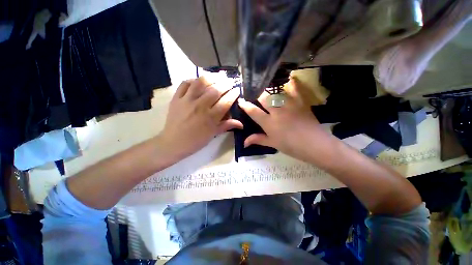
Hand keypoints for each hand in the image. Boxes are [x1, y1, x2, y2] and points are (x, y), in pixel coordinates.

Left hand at [160, 77, 241, 160]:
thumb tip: (242, 124)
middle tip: (230, 81)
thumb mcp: (213, 134)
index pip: (226, 102)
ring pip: (201, 83)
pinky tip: (199, 81)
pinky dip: (193, 80)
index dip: (233, 94)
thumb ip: (227, 126)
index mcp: (211, 117)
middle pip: (216, 90)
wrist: (174, 142)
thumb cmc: (196, 140)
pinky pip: (185, 84)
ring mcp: (187, 100)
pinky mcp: (176, 98)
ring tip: (217, 76)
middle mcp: (200, 106)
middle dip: (225, 84)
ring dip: (211, 77)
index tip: (237, 90)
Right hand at [238, 78, 335, 163]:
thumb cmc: (292, 147)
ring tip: (267, 89)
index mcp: (269, 123)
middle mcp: (277, 112)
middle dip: (256, 95)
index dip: (245, 105)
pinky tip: (289, 80)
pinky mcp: (300, 103)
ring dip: (269, 90)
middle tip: (254, 95)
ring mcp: (289, 105)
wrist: (315, 145)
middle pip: (263, 98)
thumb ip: (258, 140)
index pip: (253, 111)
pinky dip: (291, 83)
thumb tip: (244, 142)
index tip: (241, 100)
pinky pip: (295, 89)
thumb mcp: (273, 144)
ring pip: (276, 92)